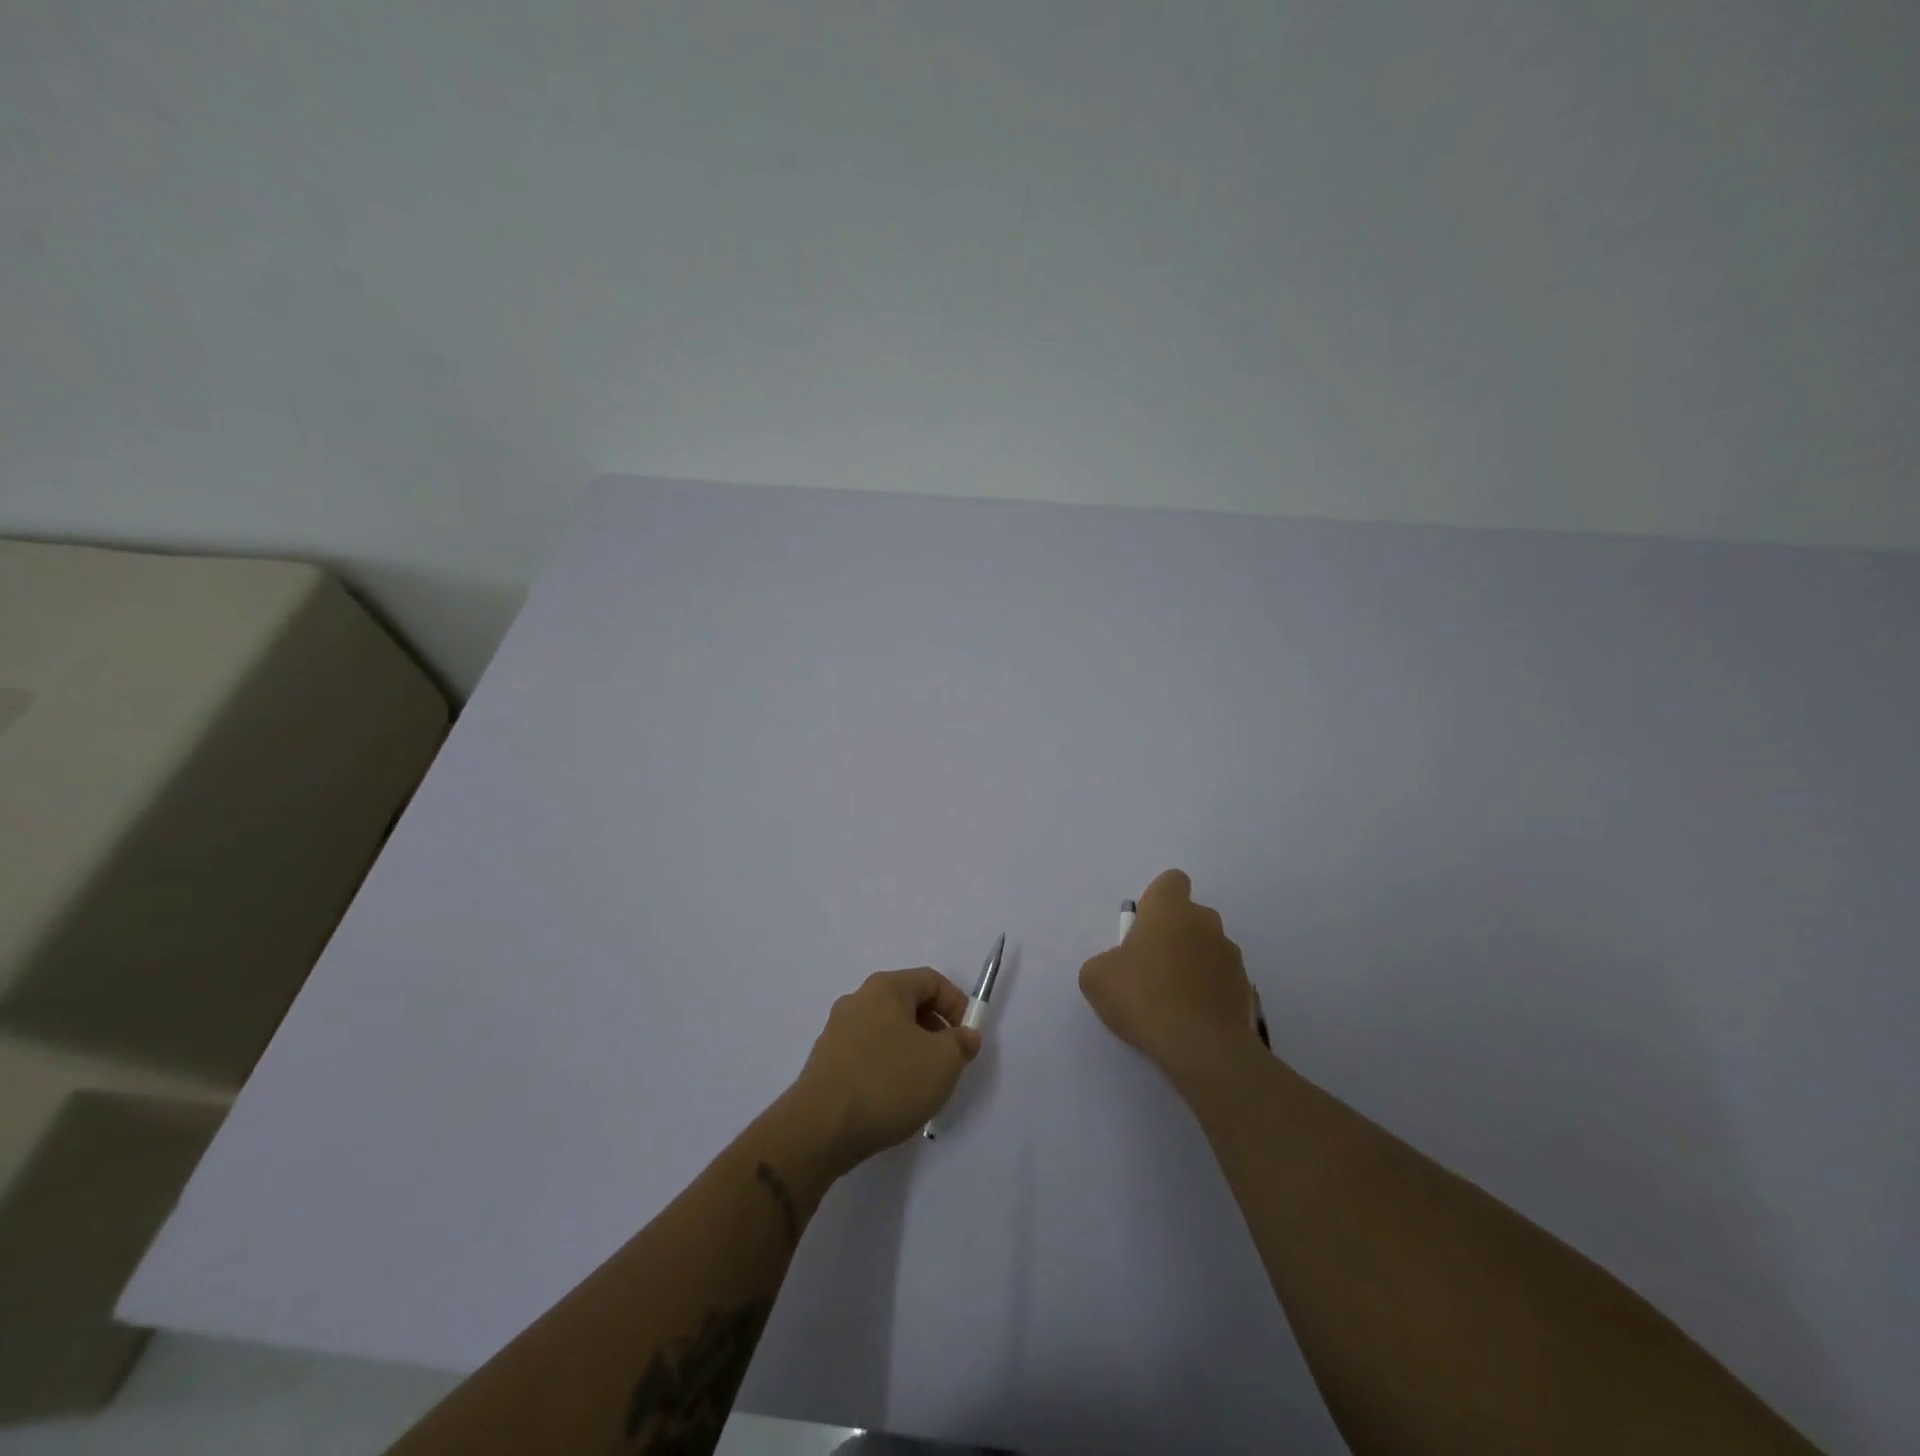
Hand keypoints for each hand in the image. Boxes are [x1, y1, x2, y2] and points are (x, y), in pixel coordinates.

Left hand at [784, 968, 982, 1172]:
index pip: (931, 981)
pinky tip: (891, 1099)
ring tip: (922, 1086)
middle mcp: (857, 1000)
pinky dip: (886, 1068)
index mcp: (885, 988)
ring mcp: (837, 1031)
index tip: (968, 1039)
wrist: (820, 1129)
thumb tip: (964, 1036)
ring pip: (887, 1031)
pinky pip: (867, 1054)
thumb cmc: (888, 1082)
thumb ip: (961, 1043)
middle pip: (908, 1004)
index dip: (957, 1005)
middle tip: (948, 1063)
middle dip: (934, 1030)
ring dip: (911, 1051)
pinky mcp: (826, 1062)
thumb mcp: (943, 1062)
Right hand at [1079, 869, 1262, 1082]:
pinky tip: (1191, 1018)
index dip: (1156, 900)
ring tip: (1171, 1000)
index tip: (1143, 928)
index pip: (1171, 881)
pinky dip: (1207, 990)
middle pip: (1189, 916)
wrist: (1202, 1047)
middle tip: (1149, 968)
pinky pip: (1220, 978)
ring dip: (1191, 963)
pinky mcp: (1245, 987)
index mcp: (1171, 909)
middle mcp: (1205, 922)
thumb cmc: (1144, 997)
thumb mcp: (1096, 978)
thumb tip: (1118, 966)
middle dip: (1172, 935)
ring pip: (1206, 947)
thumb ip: (1104, 961)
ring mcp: (1231, 955)